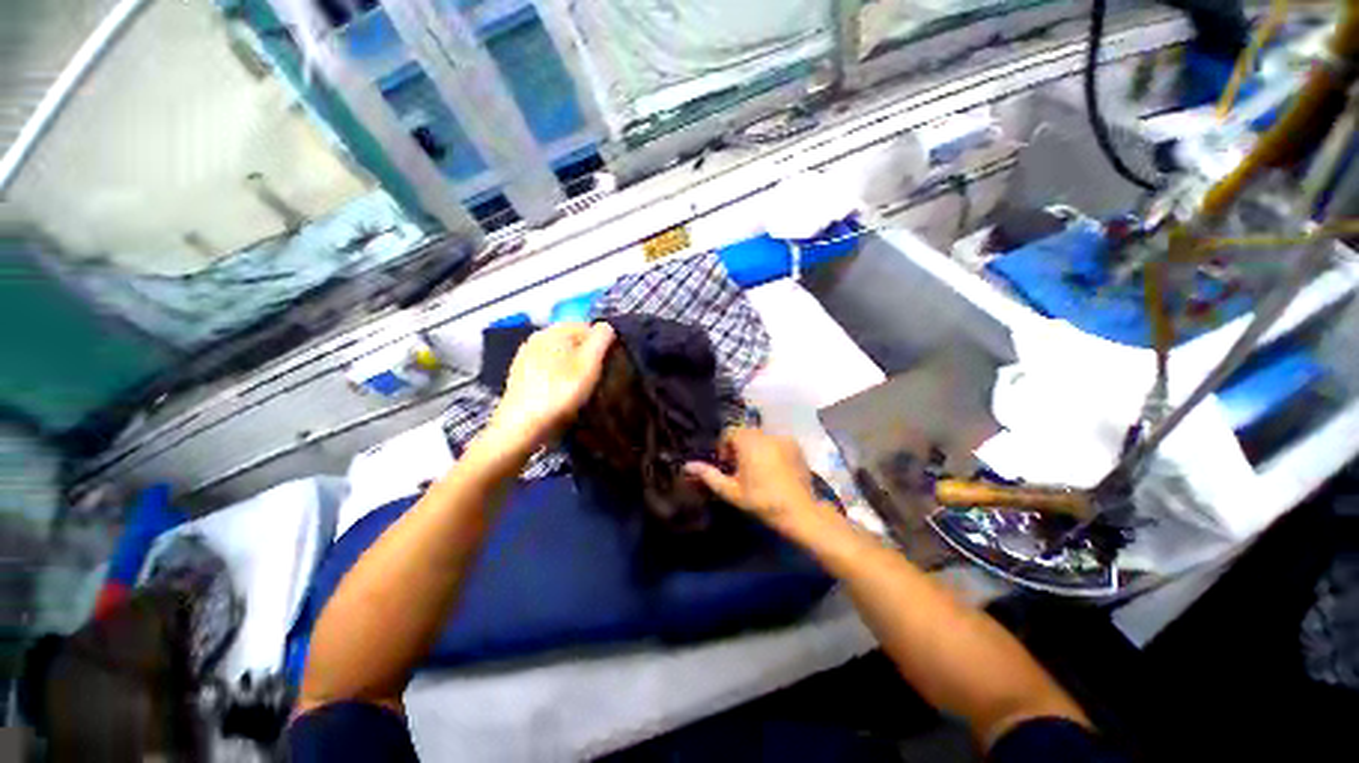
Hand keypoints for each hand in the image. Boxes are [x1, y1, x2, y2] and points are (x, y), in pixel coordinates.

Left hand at [487, 322, 613, 451]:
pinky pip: (549, 369)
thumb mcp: (590, 363)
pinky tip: (563, 394)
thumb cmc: (560, 391)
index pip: (586, 326)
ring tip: (582, 389)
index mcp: (553, 331)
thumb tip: (606, 326)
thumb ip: (601, 338)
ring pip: (561, 356)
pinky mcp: (521, 376)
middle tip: (597, 377)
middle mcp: (537, 338)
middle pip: (572, 341)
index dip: (602, 343)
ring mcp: (526, 357)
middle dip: (587, 355)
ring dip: (574, 368)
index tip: (608, 364)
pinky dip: (560, 378)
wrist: (522, 427)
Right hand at [684, 427, 837, 538]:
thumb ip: (709, 475)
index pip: (729, 433)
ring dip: (755, 449)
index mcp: (748, 441)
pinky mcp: (797, 447)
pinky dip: (771, 451)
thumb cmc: (761, 501)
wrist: (800, 512)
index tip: (726, 466)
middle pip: (745, 434)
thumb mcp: (731, 491)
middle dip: (739, 448)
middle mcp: (766, 434)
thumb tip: (688, 465)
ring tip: (757, 471)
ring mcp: (784, 439)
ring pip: (761, 438)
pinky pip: (777, 443)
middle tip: (740, 470)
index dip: (724, 447)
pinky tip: (774, 470)